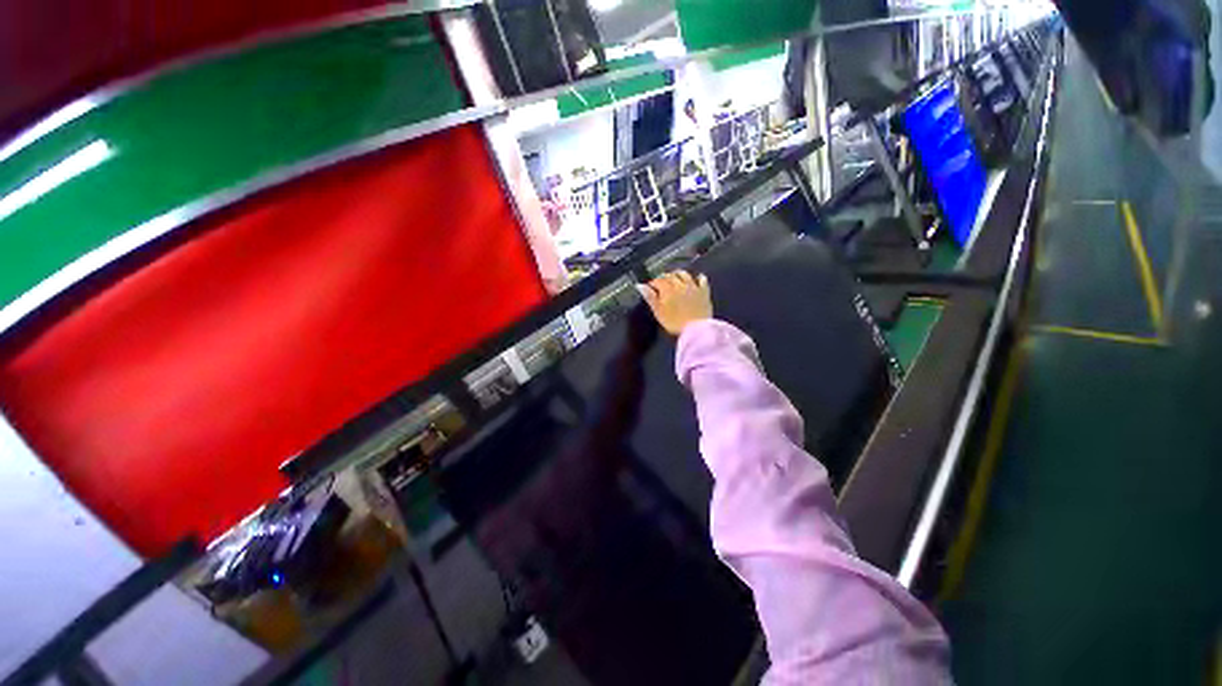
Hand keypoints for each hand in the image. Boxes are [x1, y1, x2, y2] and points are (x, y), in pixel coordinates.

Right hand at [639, 271, 712, 335]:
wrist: (696, 328)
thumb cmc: (674, 323)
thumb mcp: (658, 312)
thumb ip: (650, 298)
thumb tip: (640, 285)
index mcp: (667, 289)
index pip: (658, 281)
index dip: (653, 283)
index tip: (650, 287)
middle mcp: (680, 284)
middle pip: (670, 276)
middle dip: (664, 277)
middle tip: (661, 281)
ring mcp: (693, 287)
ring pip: (685, 274)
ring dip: (678, 274)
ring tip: (675, 276)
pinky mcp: (704, 291)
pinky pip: (702, 280)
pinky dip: (699, 277)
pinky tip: (698, 277)